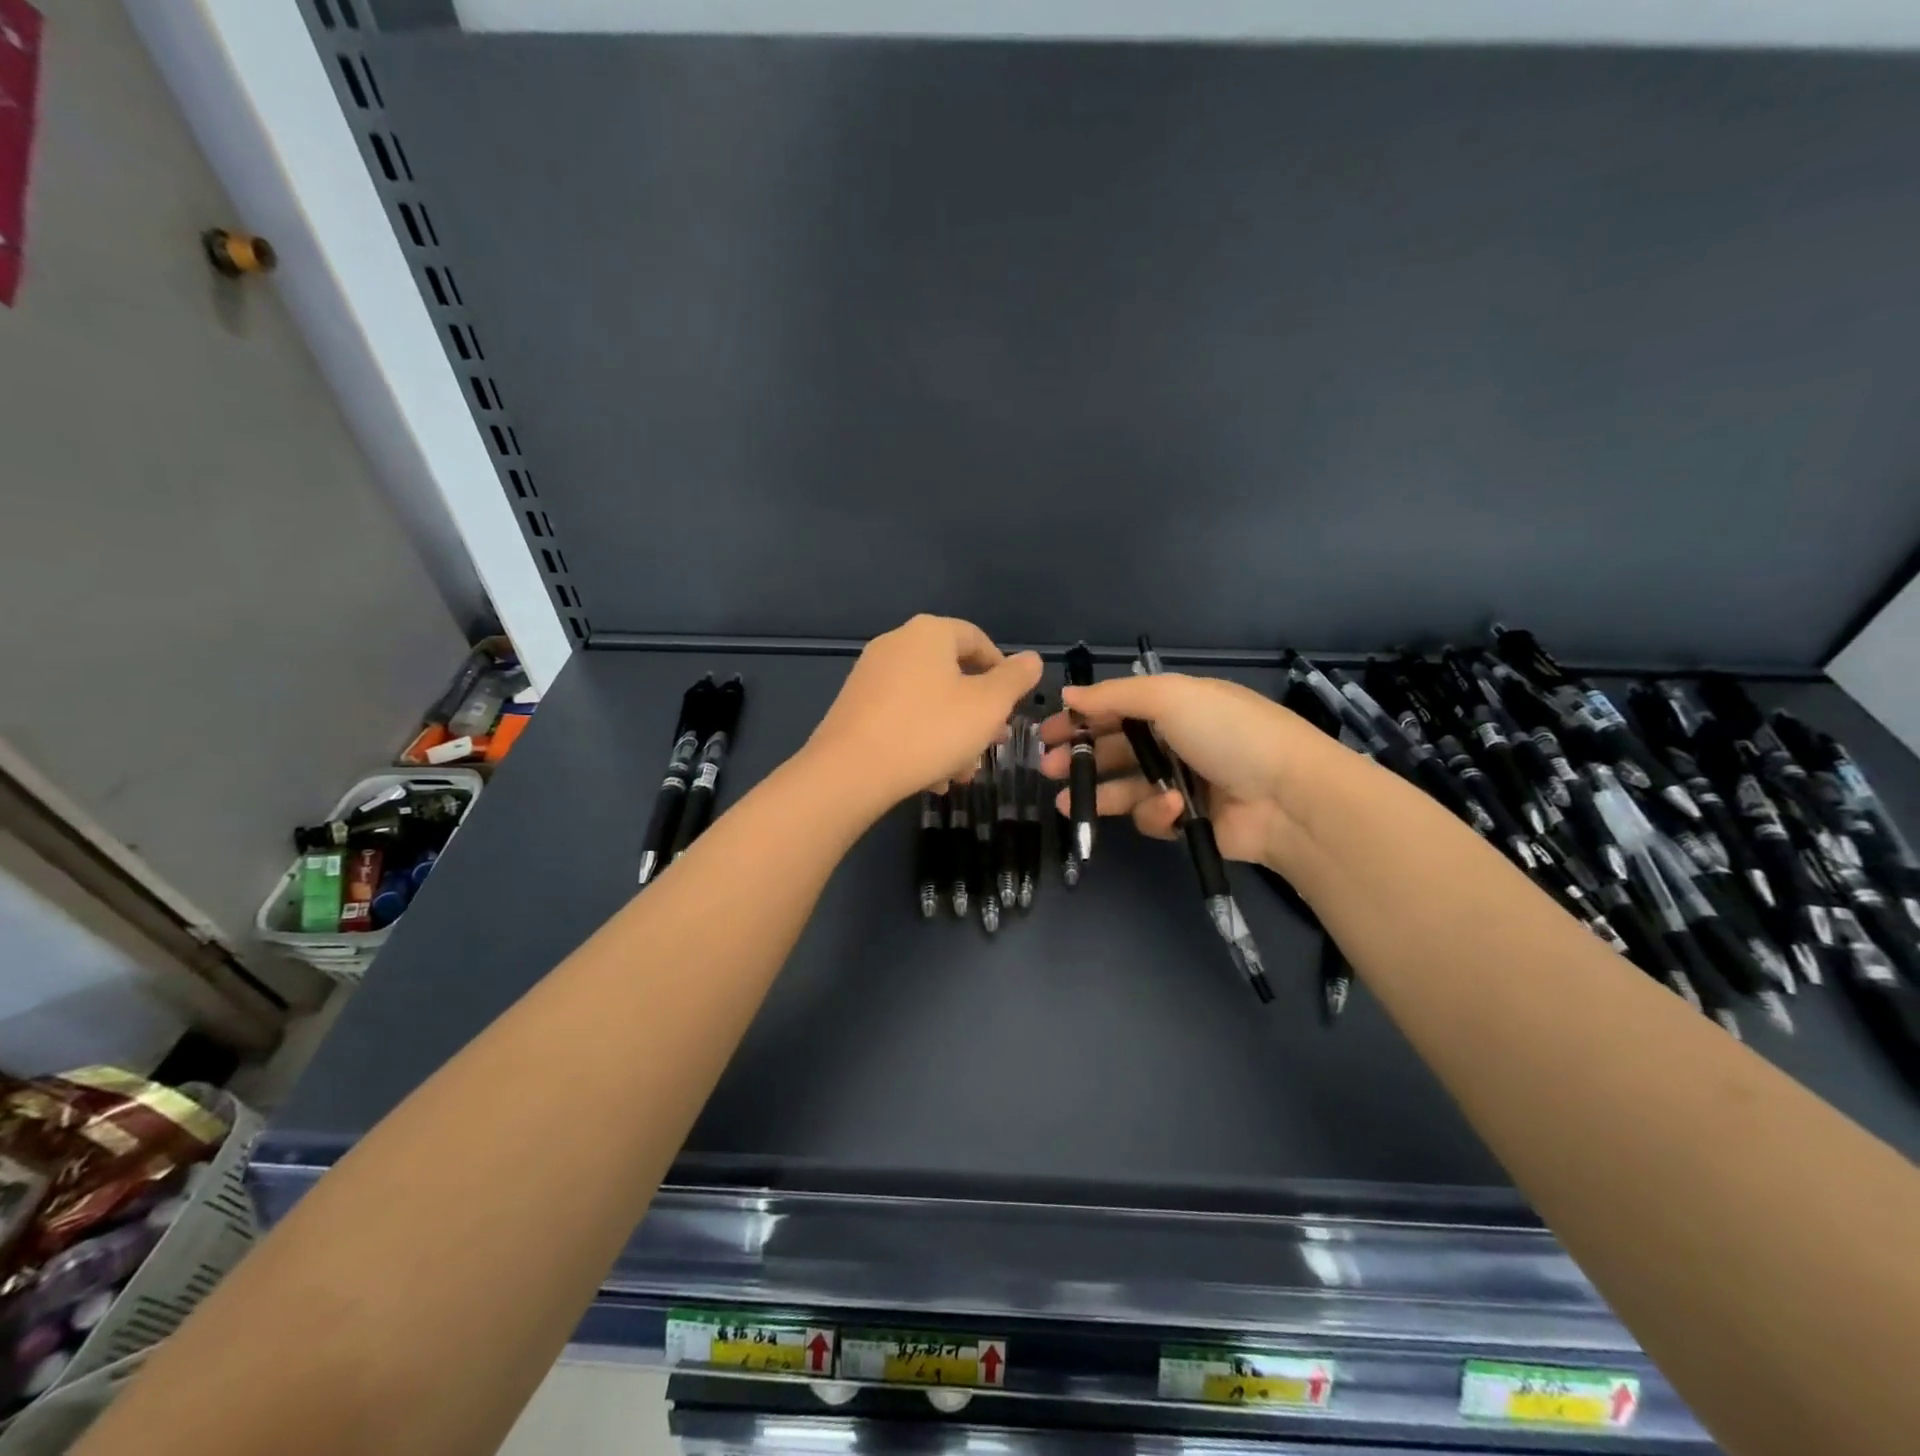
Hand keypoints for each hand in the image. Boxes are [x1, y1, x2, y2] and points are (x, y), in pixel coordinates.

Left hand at [808, 615, 1042, 813]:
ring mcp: (871, 675)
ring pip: (928, 701)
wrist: (851, 770)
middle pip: (952, 674)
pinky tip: (932, 777)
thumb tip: (1031, 659)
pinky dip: (921, 739)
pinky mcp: (854, 706)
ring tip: (963, 772)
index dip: (1002, 670)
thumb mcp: (987, 706)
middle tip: (992, 743)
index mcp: (929, 633)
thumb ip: (1014, 679)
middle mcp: (896, 644)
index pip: (977, 639)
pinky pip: (901, 716)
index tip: (1013, 704)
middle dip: (977, 713)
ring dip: (952, 734)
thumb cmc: (930, 730)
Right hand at [1037, 672, 1360, 872]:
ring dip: (1099, 792)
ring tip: (1067, 804)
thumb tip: (1069, 694)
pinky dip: (1154, 812)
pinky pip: (1153, 815)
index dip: (1082, 718)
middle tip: (1047, 768)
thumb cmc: (1227, 733)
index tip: (1048, 731)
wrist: (1288, 797)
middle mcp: (1177, 740)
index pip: (1118, 708)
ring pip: (1127, 786)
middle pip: (1116, 748)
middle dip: (1082, 757)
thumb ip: (1114, 696)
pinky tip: (1166, 808)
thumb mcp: (1170, 697)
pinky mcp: (1188, 820)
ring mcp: (1183, 782)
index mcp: (1177, 704)